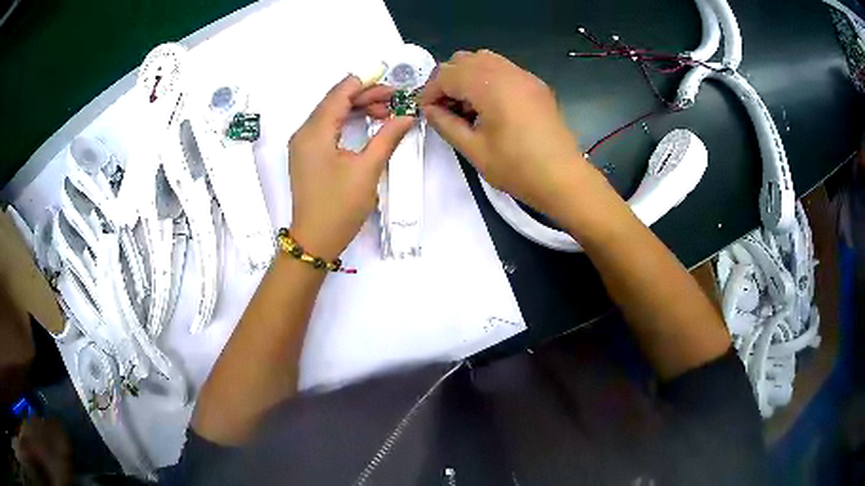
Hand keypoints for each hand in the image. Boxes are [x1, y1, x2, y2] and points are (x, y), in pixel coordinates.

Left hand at [288, 75, 413, 259]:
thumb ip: (387, 137)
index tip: (392, 83)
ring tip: (386, 113)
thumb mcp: (367, 169)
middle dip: (365, 96)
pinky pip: (327, 128)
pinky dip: (347, 122)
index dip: (366, 84)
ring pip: (331, 114)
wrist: (315, 240)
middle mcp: (304, 132)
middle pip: (335, 101)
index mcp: (315, 131)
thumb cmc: (339, 206)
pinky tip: (366, 125)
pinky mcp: (307, 155)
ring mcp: (303, 144)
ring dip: (357, 109)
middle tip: (395, 101)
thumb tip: (407, 115)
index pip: (340, 93)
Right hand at [421, 50, 591, 222]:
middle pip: (464, 59)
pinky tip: (490, 106)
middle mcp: (507, 72)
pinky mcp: (536, 85)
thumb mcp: (474, 150)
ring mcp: (525, 76)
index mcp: (490, 86)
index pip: (447, 74)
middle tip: (446, 109)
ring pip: (484, 59)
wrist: (564, 179)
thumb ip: (446, 124)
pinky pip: (503, 69)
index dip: (431, 91)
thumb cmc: (517, 168)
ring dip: (467, 76)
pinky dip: (488, 79)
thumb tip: (430, 110)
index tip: (427, 112)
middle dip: (447, 80)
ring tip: (467, 106)